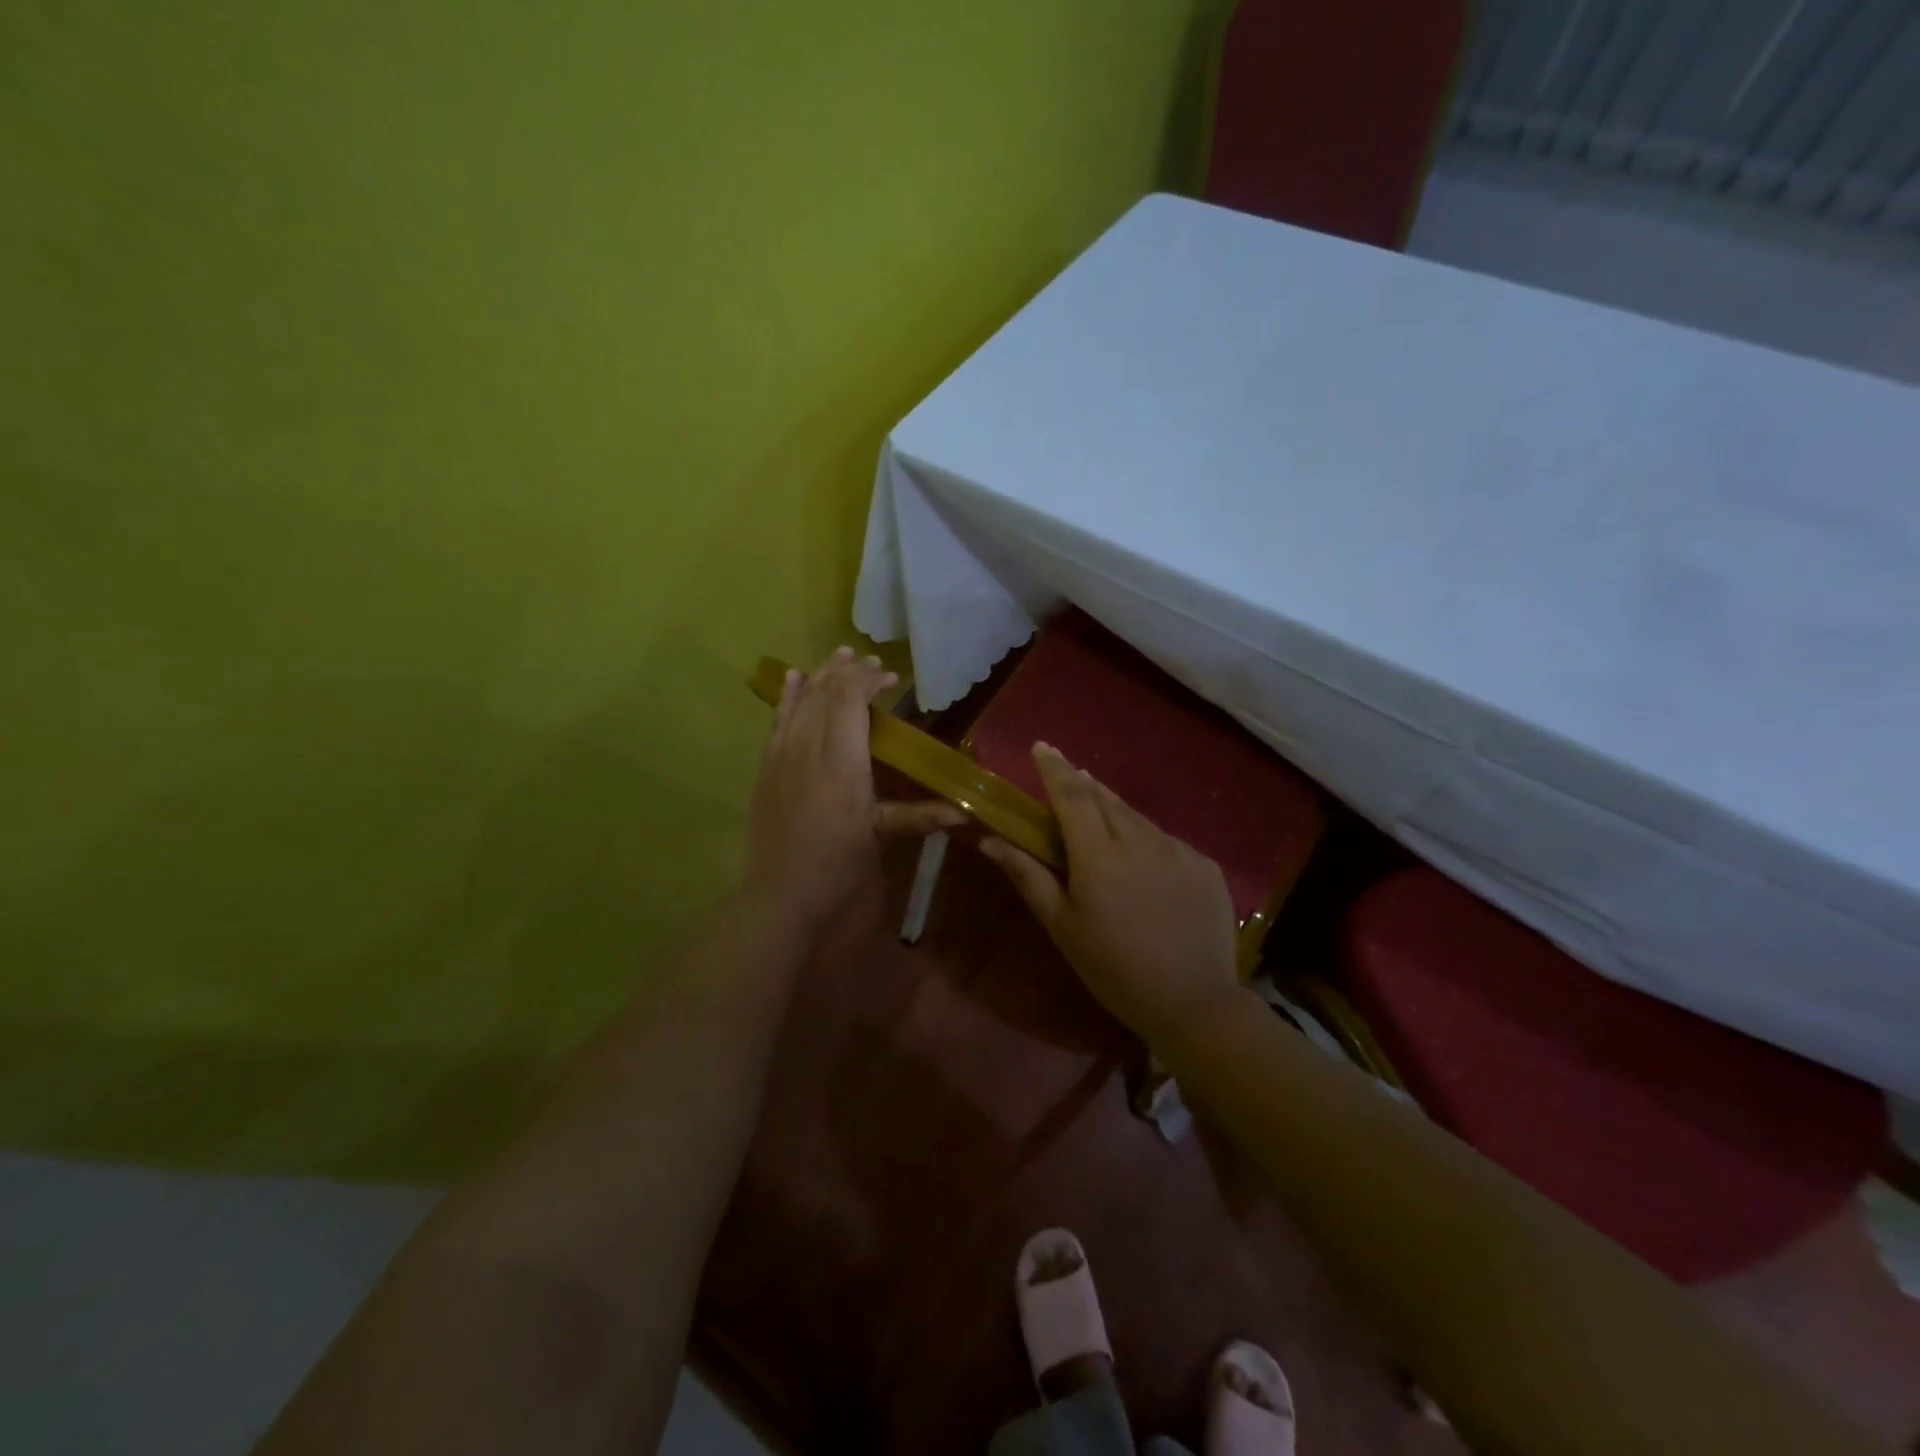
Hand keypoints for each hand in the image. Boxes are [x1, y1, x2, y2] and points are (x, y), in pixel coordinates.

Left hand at [744, 647, 963, 927]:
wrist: (781, 892)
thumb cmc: (838, 865)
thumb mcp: (882, 837)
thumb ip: (922, 816)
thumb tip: (967, 812)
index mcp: (843, 762)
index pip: (851, 700)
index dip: (870, 681)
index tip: (891, 678)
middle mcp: (810, 747)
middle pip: (826, 693)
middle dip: (849, 672)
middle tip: (870, 661)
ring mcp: (783, 754)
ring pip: (801, 700)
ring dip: (821, 674)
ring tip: (839, 655)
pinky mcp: (766, 765)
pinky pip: (776, 719)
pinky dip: (787, 695)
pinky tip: (793, 677)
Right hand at [981, 743, 1240, 1044]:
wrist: (1194, 1004)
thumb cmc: (1114, 969)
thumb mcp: (1062, 926)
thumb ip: (1028, 876)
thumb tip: (991, 840)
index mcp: (1098, 856)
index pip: (1072, 795)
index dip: (1054, 768)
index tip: (1042, 746)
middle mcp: (1140, 841)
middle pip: (1104, 799)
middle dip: (1082, 784)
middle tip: (1067, 780)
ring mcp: (1178, 850)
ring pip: (1137, 818)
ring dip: (1114, 810)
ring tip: (1100, 816)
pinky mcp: (1205, 865)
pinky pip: (1166, 841)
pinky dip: (1146, 840)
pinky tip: (1144, 863)